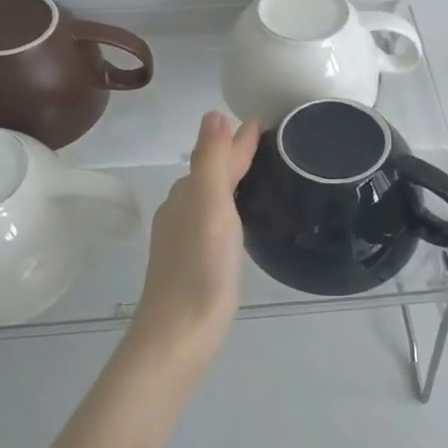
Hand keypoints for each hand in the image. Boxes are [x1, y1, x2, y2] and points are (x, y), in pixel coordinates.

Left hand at [126, 111, 261, 377]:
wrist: (179, 334)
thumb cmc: (200, 268)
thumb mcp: (210, 206)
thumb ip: (212, 161)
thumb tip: (214, 113)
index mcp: (187, 194)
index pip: (217, 156)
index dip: (239, 139)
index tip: (264, 123)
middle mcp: (182, 211)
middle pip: (212, 173)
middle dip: (234, 155)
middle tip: (267, 144)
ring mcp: (185, 239)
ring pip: (211, 197)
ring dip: (231, 181)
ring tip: (258, 174)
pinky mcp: (194, 262)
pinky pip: (214, 220)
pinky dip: (229, 208)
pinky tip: (239, 220)